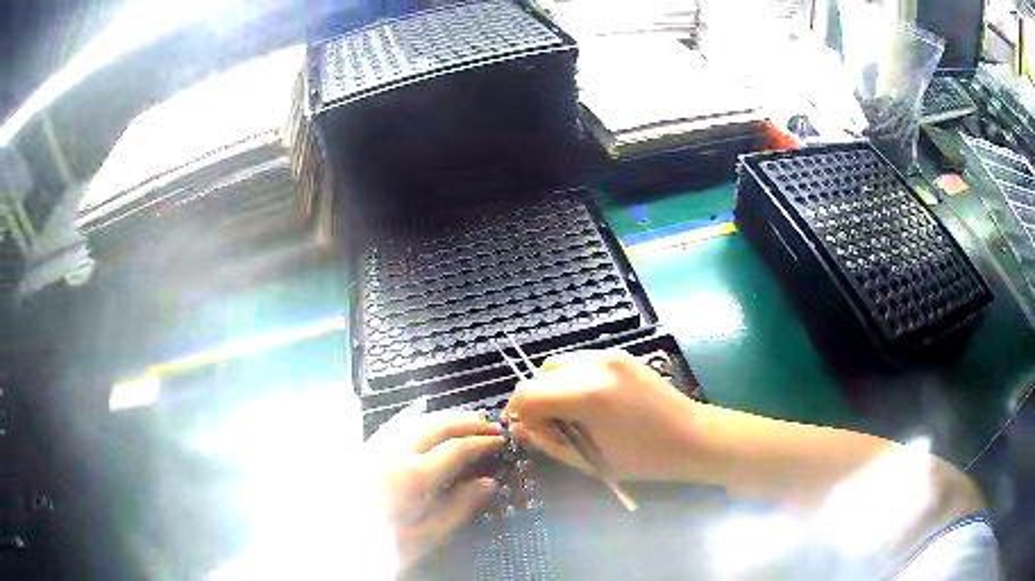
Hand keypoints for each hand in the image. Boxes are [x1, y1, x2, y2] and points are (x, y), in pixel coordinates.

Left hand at [366, 405, 503, 571]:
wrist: (335, 548)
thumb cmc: (385, 548)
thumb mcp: (427, 536)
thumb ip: (459, 507)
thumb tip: (489, 483)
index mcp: (411, 476)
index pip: (455, 449)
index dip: (481, 442)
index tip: (500, 440)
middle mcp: (392, 453)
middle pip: (434, 426)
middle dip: (465, 422)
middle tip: (489, 424)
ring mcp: (374, 449)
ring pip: (412, 420)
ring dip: (442, 417)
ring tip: (464, 419)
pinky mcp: (363, 453)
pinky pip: (391, 425)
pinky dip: (411, 416)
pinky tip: (419, 411)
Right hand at [504, 349, 699, 481]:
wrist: (693, 437)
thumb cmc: (644, 459)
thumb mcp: (589, 460)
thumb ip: (548, 442)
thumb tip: (519, 427)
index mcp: (588, 395)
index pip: (528, 393)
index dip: (520, 414)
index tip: (534, 435)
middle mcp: (595, 365)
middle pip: (540, 374)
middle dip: (536, 401)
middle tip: (552, 429)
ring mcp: (610, 355)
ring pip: (558, 363)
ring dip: (552, 388)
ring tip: (570, 415)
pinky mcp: (621, 354)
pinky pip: (580, 361)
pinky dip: (571, 379)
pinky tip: (588, 403)